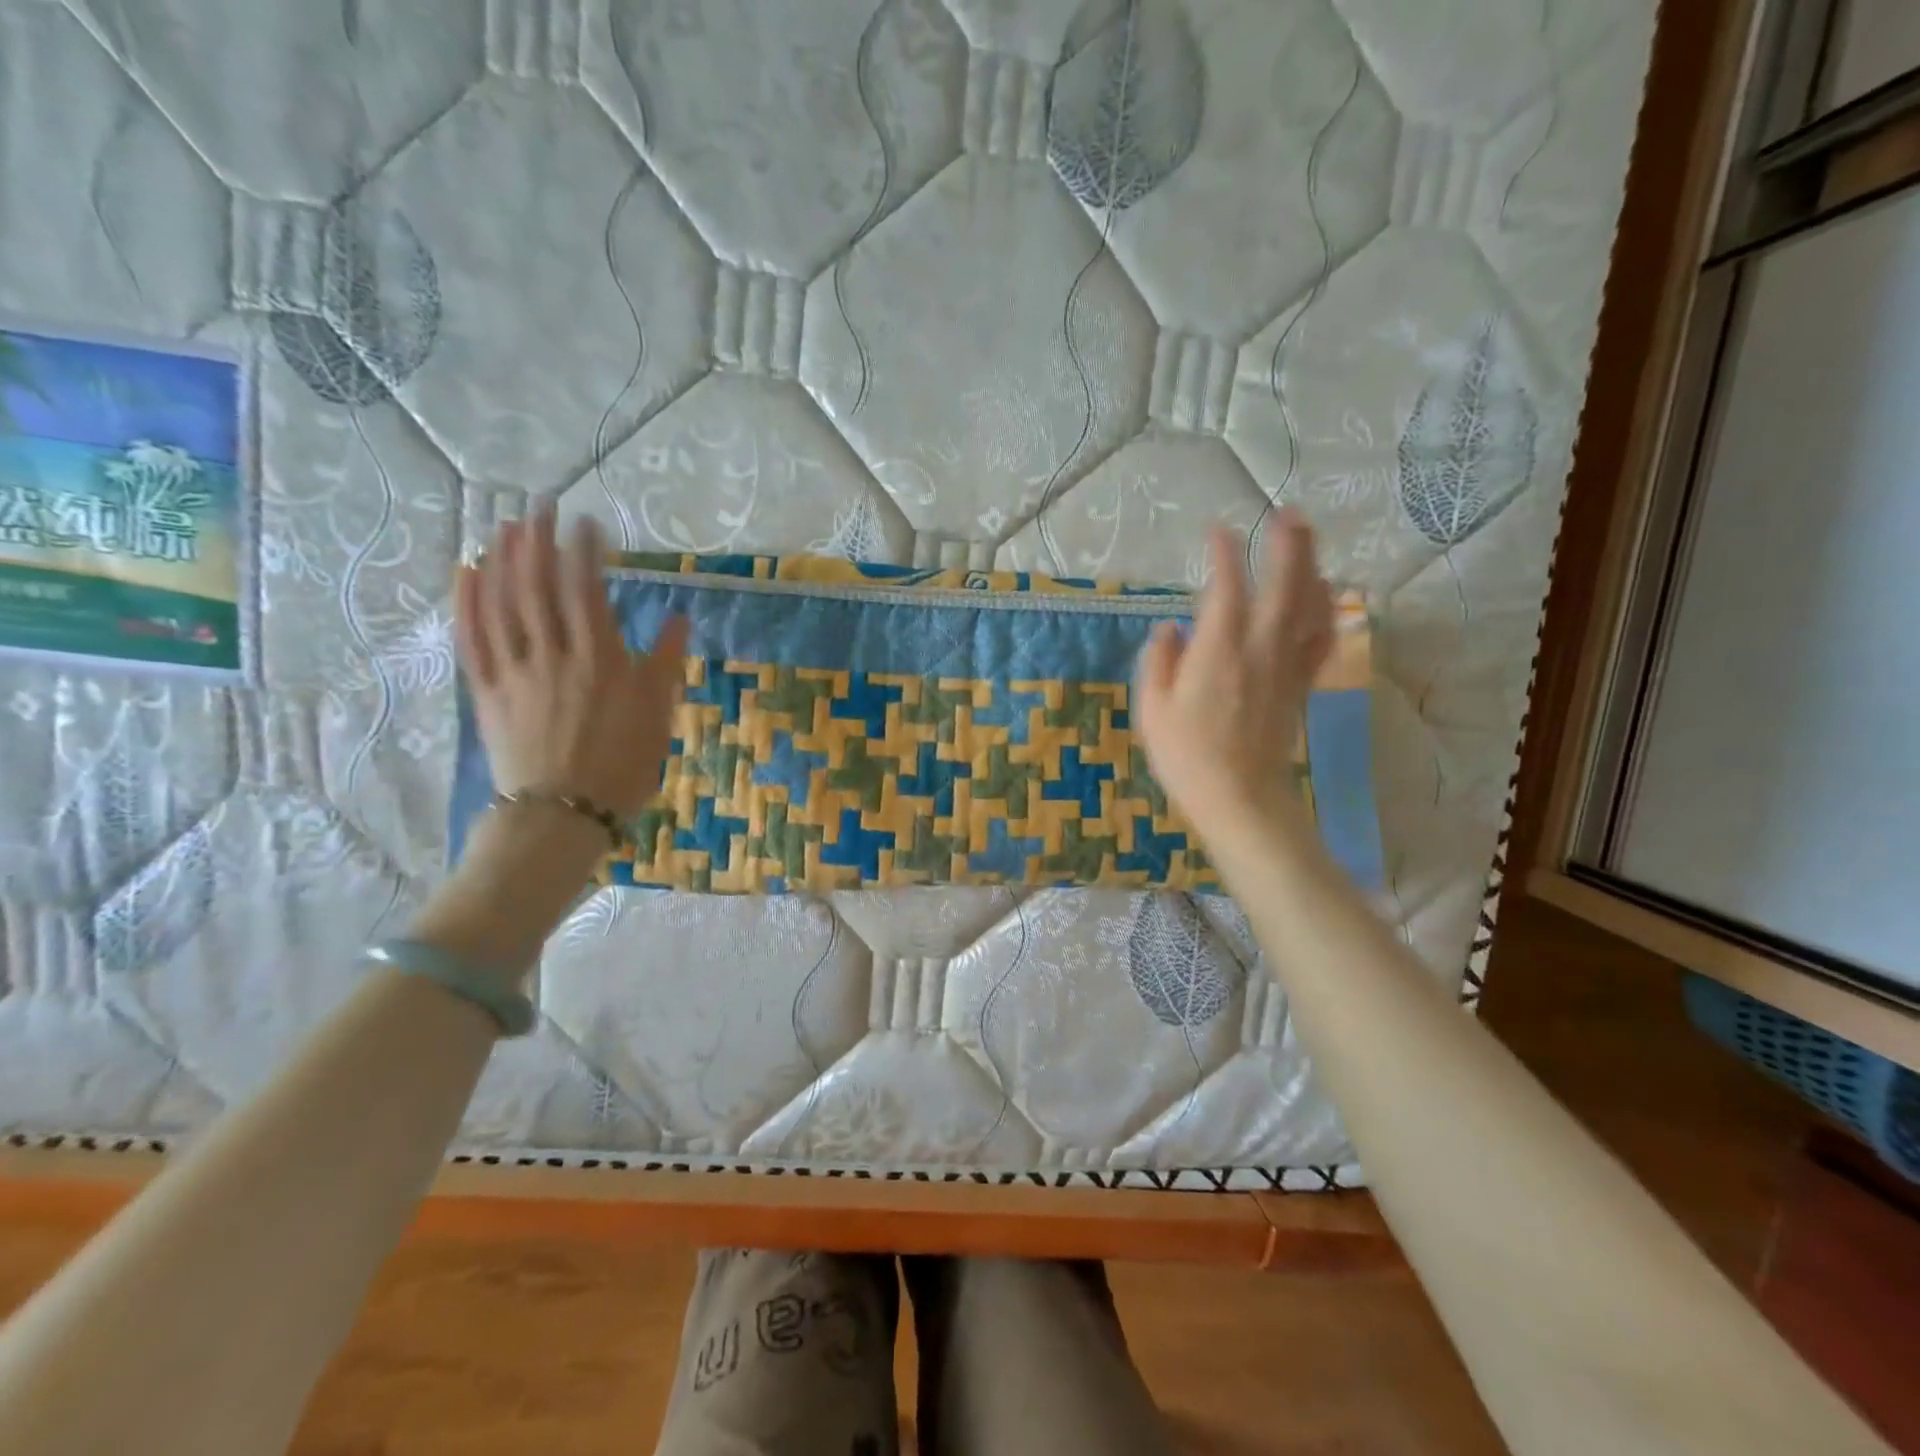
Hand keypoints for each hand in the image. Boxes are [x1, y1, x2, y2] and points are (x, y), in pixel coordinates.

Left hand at [455, 507, 688, 819]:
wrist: (564, 815)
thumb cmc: (622, 767)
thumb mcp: (658, 717)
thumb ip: (664, 664)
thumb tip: (678, 618)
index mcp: (600, 661)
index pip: (587, 592)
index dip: (584, 552)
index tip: (585, 523)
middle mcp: (554, 656)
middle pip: (539, 587)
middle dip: (538, 541)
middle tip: (539, 507)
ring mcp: (515, 672)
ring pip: (503, 605)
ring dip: (503, 560)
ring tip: (506, 527)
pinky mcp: (487, 692)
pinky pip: (472, 640)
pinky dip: (467, 603)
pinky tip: (467, 572)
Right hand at [1134, 511, 1332, 839]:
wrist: (1239, 797)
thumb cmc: (1186, 755)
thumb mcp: (1153, 709)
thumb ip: (1160, 661)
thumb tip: (1171, 628)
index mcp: (1218, 650)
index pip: (1226, 588)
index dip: (1224, 555)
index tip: (1218, 531)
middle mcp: (1259, 648)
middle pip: (1284, 585)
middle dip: (1287, 545)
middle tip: (1287, 513)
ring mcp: (1286, 666)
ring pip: (1310, 606)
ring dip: (1312, 567)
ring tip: (1309, 540)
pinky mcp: (1301, 685)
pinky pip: (1320, 639)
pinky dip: (1326, 611)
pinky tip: (1326, 596)